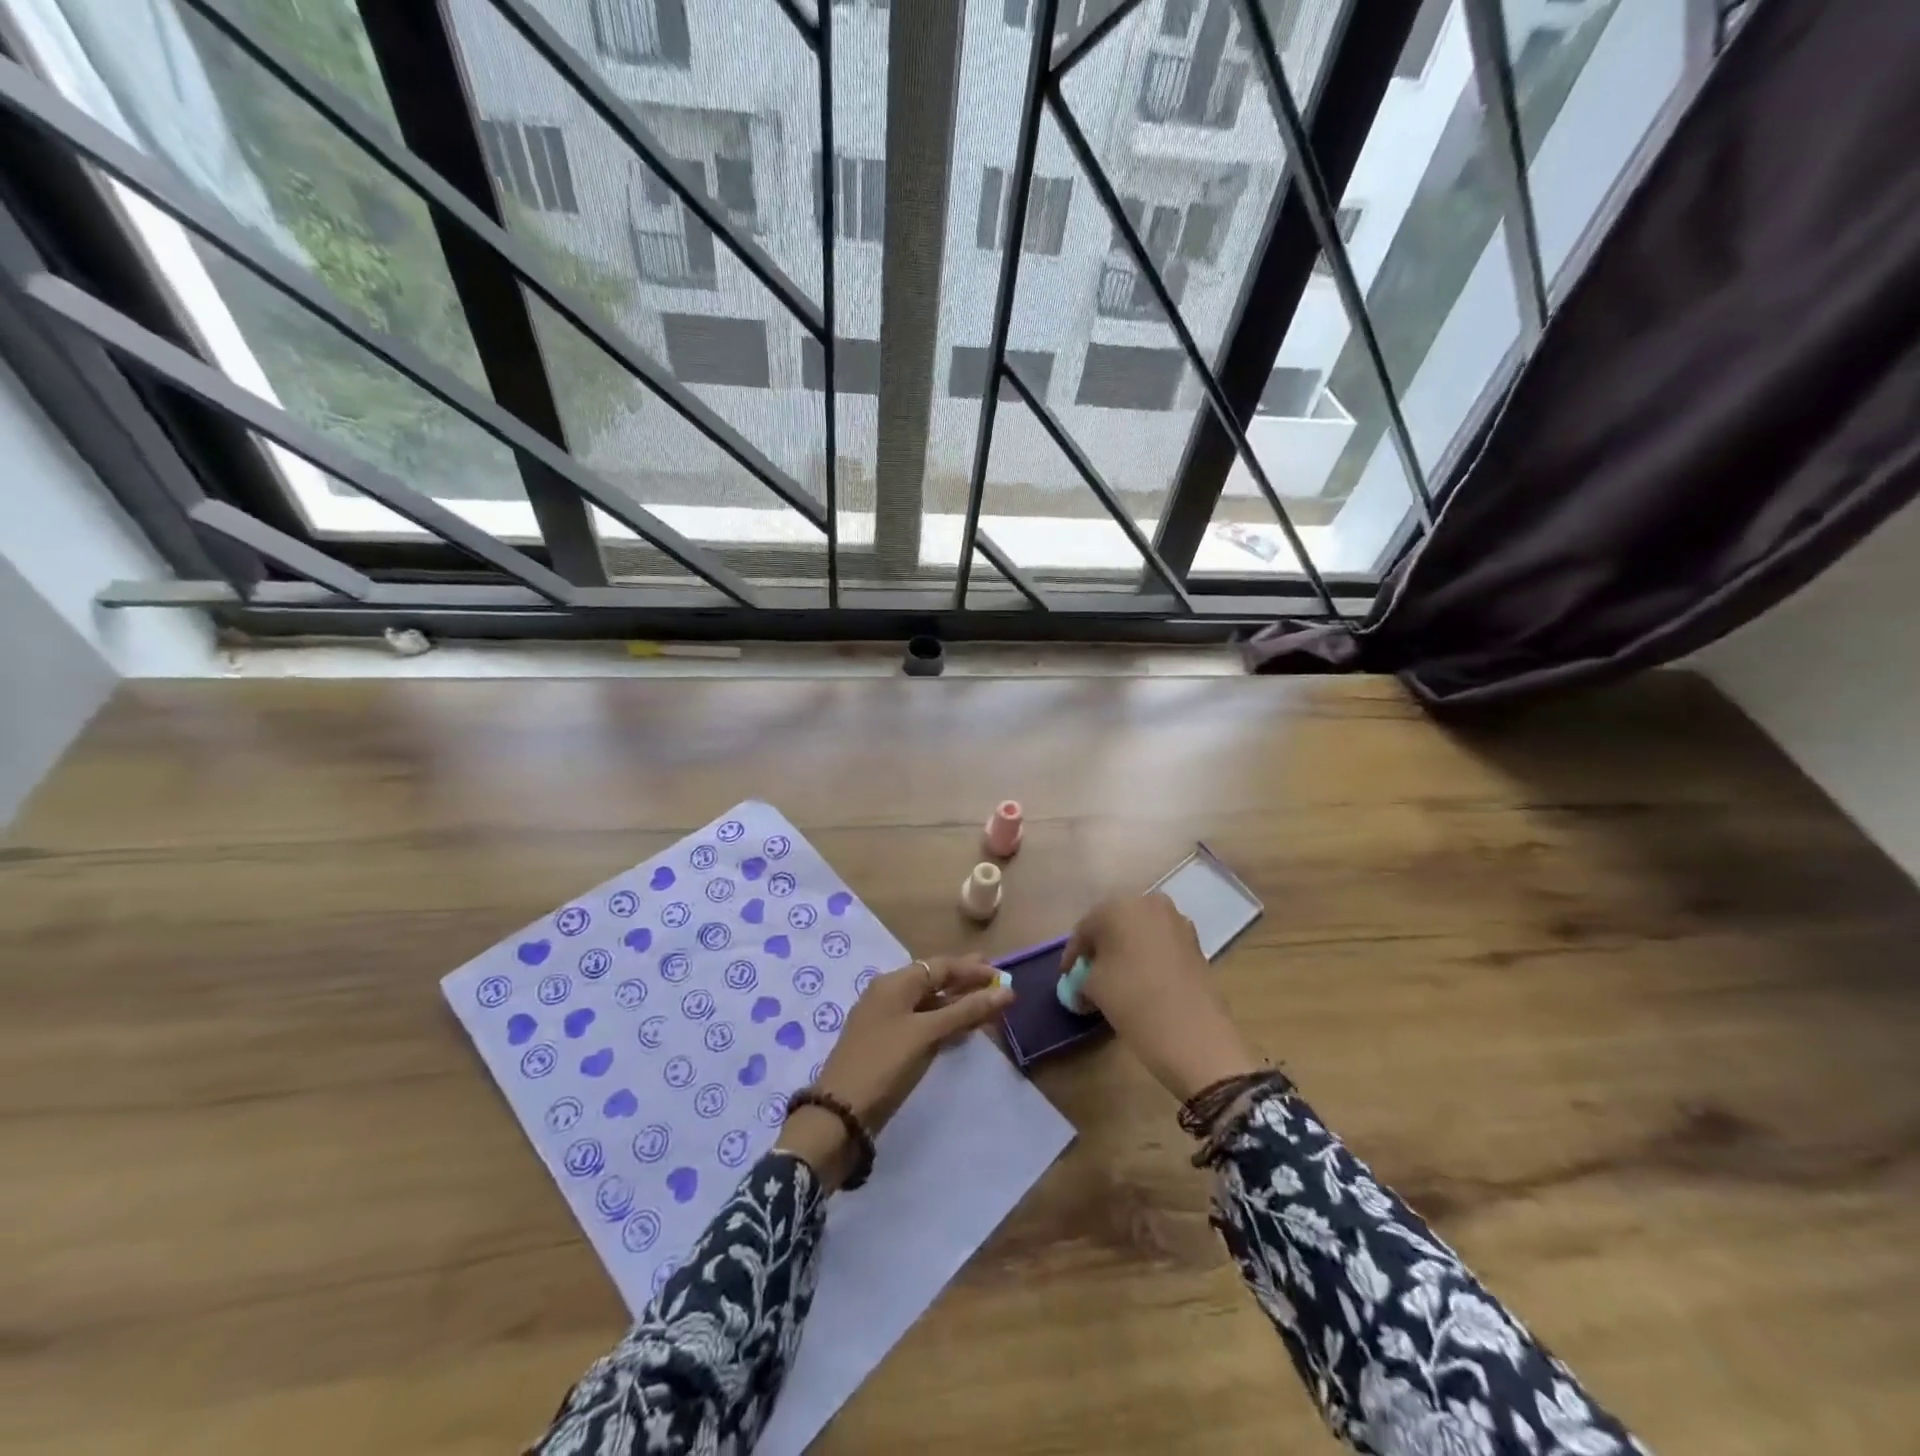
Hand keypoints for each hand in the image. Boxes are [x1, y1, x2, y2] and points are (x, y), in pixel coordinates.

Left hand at [775, 954, 1012, 1188]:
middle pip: (933, 980)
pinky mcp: (886, 1044)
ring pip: (928, 1003)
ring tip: (985, 1004)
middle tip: (995, 979)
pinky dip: (943, 1022)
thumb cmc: (885, 1063)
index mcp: (895, 983)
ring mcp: (885, 1020)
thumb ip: (966, 1011)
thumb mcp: (927, 1034)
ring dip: (956, 1003)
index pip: (940, 966)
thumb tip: (1006, 991)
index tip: (1002, 975)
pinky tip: (960, 1030)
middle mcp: (888, 994)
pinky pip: (921, 1022)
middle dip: (964, 980)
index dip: (972, 969)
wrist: (840, 1114)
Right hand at [1063, 893, 1261, 1101]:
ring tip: (1116, 977)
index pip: (1085, 928)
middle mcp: (1148, 903)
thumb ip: (1083, 976)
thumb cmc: (1132, 1000)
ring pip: (1140, 931)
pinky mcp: (1195, 942)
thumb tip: (1085, 980)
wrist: (1193, 1033)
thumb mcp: (1093, 988)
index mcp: (1118, 906)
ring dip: (1126, 949)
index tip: (1065, 976)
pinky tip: (1142, 979)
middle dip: (1101, 946)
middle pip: (1114, 923)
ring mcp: (1177, 921)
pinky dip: (1148, 956)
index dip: (1073, 954)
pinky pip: (1161, 943)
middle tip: (1089, 972)